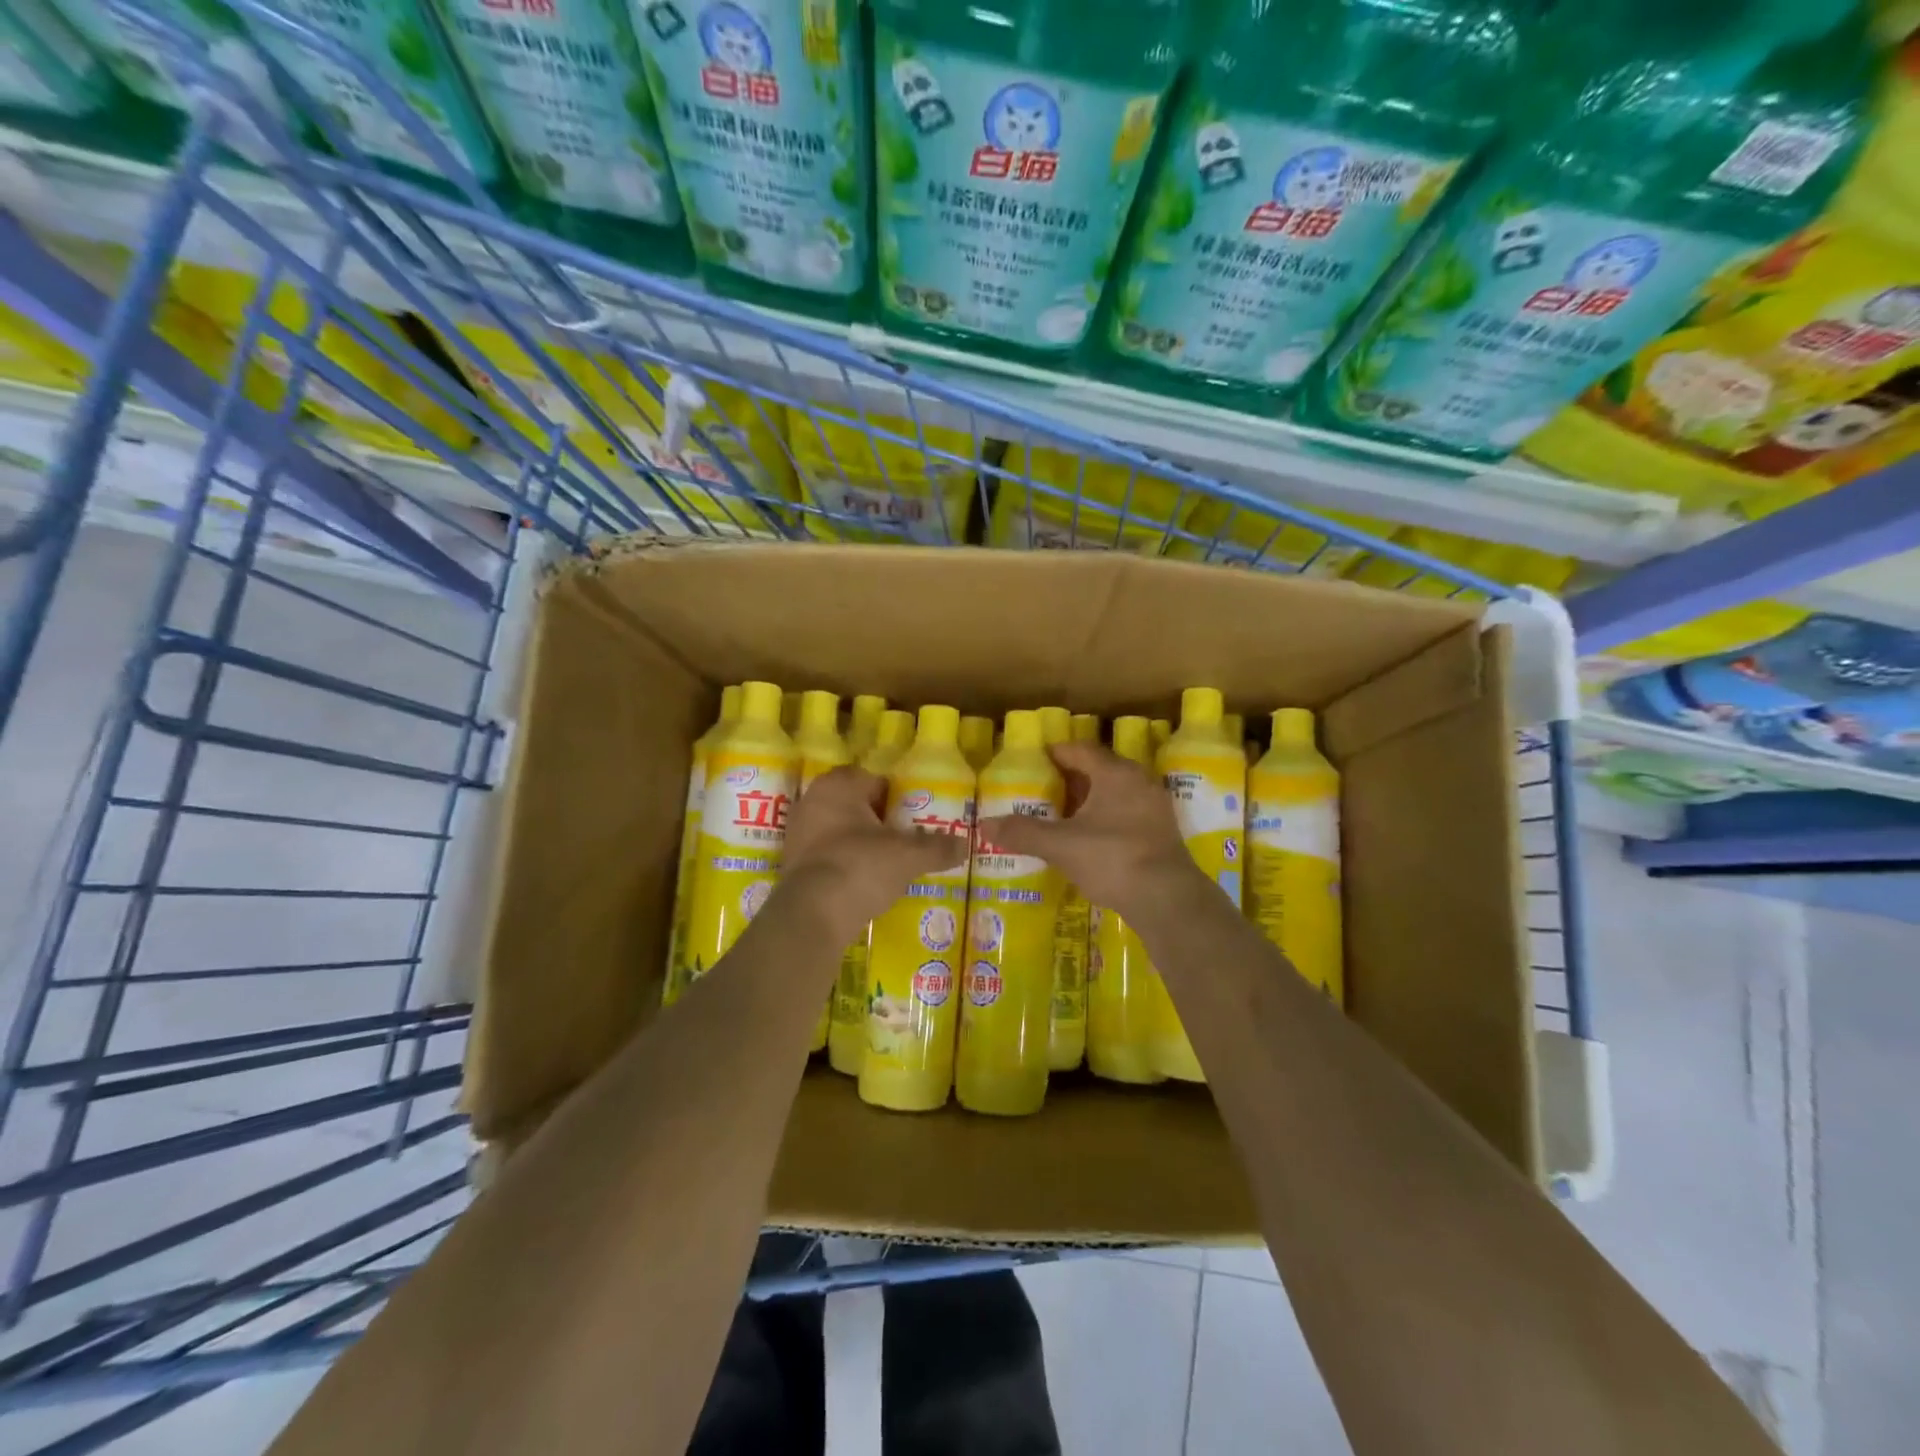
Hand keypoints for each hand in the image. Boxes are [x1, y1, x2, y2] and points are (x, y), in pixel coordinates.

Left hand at [779, 766, 966, 939]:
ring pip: (839, 830)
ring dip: (860, 843)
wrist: (812, 914)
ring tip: (887, 864)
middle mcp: (812, 801)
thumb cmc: (860, 866)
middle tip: (904, 840)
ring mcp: (798, 833)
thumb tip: (965, 844)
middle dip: (878, 821)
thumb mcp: (909, 856)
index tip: (913, 817)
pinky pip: (826, 855)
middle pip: (855, 805)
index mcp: (838, 785)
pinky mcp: (791, 864)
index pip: (873, 779)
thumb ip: (937, 847)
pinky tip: (863, 883)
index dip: (896, 796)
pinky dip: (844, 864)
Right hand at [976, 741, 1202, 919]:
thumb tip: (984, 824)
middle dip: (1072, 778)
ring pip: (1115, 793)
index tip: (1035, 760)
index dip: (1056, 752)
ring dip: (1090, 800)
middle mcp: (1139, 782)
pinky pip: (1127, 813)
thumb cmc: (1111, 858)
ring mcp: (1154, 807)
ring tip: (1062, 814)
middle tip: (1044, 788)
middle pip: (1100, 770)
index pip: (1081, 750)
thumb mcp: (1060, 845)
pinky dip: (1106, 818)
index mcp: (1115, 773)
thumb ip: (1023, 832)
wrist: (1166, 898)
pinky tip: (1089, 838)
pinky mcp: (1162, 832)